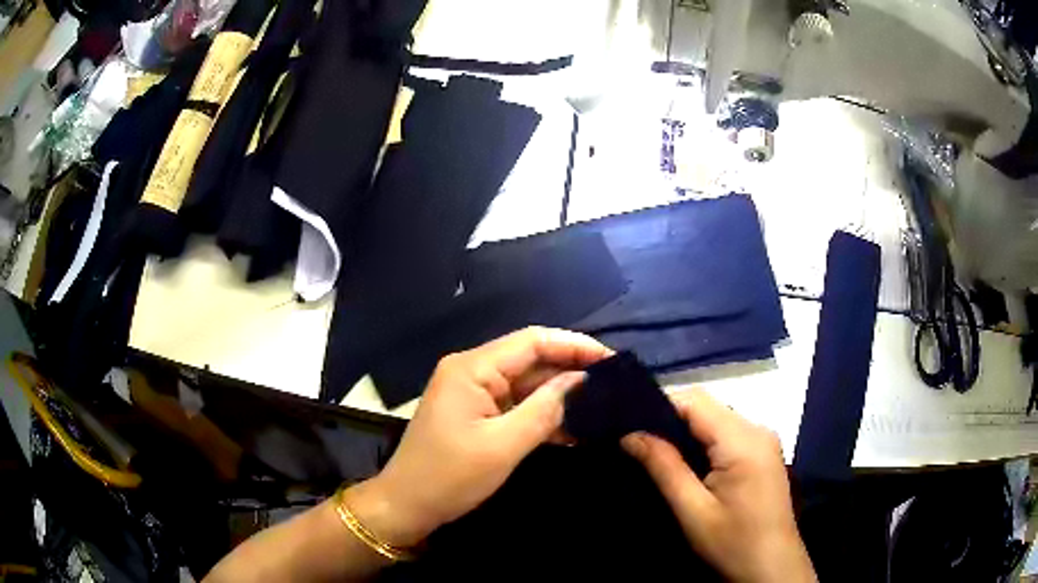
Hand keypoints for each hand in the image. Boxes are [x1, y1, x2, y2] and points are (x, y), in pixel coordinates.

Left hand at [346, 327, 611, 548]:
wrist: (407, 507)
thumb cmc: (449, 477)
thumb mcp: (503, 445)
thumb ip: (544, 409)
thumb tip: (581, 381)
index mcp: (472, 368)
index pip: (532, 341)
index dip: (574, 345)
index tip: (612, 360)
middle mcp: (472, 372)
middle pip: (530, 360)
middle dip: (571, 370)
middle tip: (614, 385)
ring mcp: (474, 394)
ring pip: (527, 384)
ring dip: (560, 395)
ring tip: (603, 404)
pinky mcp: (477, 415)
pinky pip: (517, 406)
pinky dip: (543, 415)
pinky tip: (574, 426)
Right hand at [622, 389, 815, 582]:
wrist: (773, 568)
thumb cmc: (733, 543)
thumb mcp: (693, 510)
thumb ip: (664, 467)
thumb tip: (630, 435)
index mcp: (742, 439)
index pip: (695, 401)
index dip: (660, 407)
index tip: (630, 427)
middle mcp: (757, 429)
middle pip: (707, 407)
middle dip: (671, 421)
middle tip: (638, 445)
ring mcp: (764, 440)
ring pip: (717, 419)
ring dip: (687, 433)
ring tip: (658, 456)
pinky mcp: (764, 453)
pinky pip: (729, 434)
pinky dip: (705, 443)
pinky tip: (689, 465)